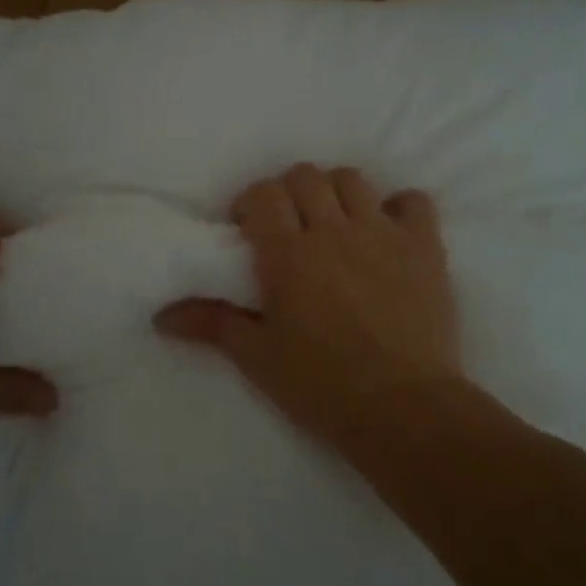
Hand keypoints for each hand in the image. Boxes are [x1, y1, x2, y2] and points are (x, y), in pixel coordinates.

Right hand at [155, 164, 459, 443]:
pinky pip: (414, 200)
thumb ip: (211, 324)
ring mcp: (384, 234)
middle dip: (289, 192)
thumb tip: (161, 316)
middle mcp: (334, 231)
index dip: (250, 202)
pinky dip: (398, 207)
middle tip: (287, 226)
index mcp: (289, 254)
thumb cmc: (321, 385)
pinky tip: (388, 232)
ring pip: (353, 179)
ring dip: (336, 192)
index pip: (263, 194)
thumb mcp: (258, 357)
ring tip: (334, 224)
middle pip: (306, 176)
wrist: (403, 409)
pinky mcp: (425, 247)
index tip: (247, 228)